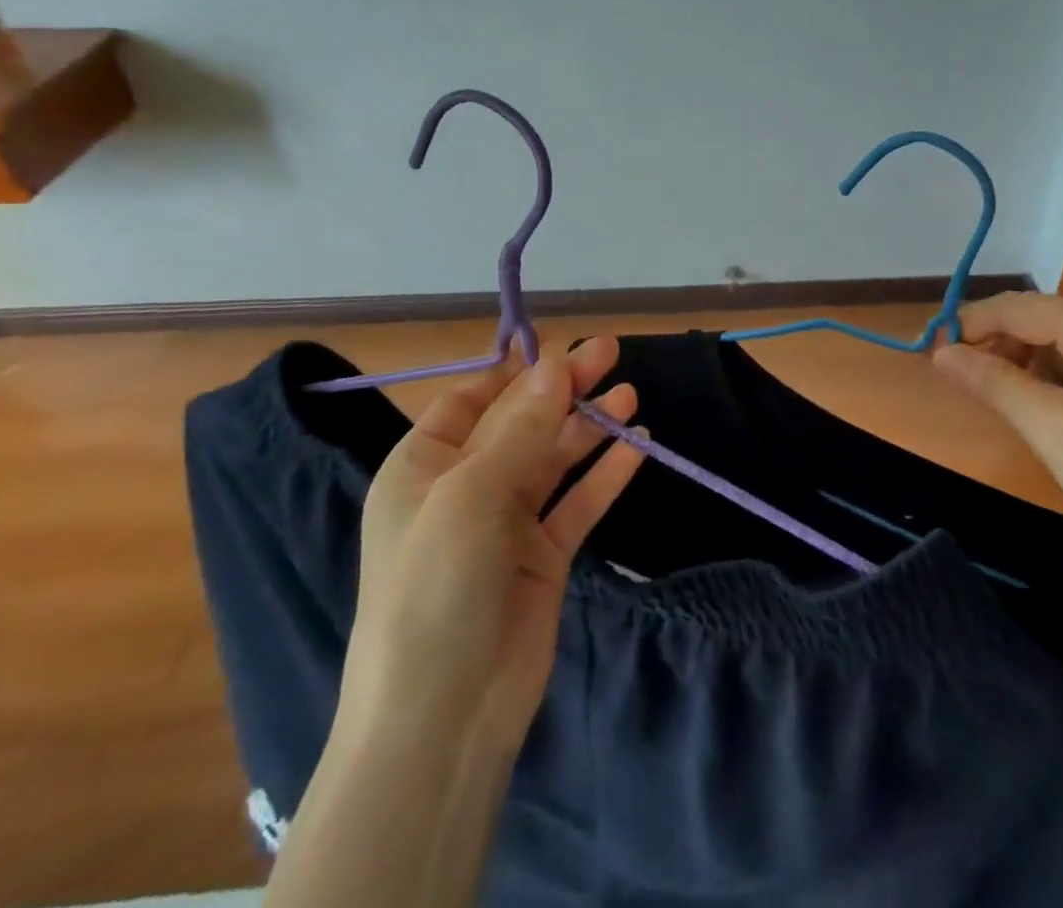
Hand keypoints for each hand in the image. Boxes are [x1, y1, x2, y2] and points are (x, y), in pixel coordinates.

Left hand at [341, 338, 644, 745]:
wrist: (444, 718)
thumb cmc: (436, 588)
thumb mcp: (470, 495)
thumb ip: (520, 428)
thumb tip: (554, 364)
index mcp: (424, 467)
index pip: (472, 399)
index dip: (515, 370)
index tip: (558, 343)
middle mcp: (465, 487)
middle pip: (522, 422)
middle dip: (564, 389)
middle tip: (611, 353)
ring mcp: (508, 523)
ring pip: (555, 458)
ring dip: (590, 426)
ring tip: (630, 394)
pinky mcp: (544, 555)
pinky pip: (579, 501)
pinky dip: (606, 472)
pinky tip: (637, 445)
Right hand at [932, 293, 1062, 598]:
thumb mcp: (1051, 428)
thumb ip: (992, 382)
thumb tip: (940, 352)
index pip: (1016, 306)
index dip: (968, 325)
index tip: (930, 354)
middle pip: (1040, 318)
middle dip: (997, 345)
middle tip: (966, 386)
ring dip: (1025, 363)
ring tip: (1006, 404)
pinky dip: (1057, 377)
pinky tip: (1051, 413)